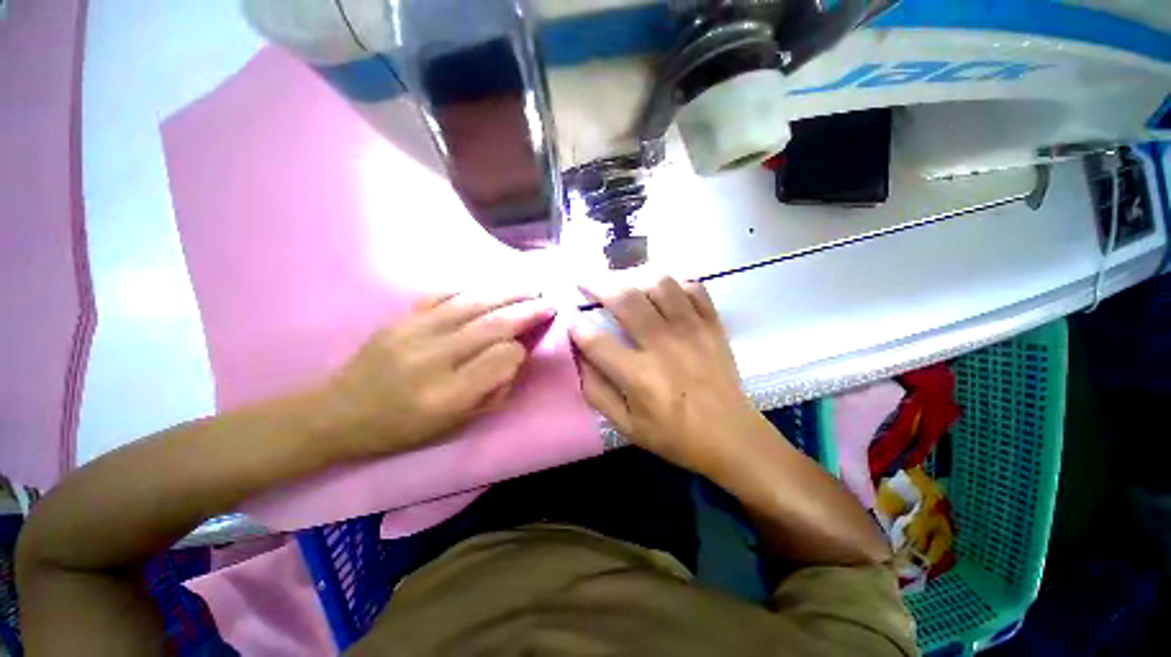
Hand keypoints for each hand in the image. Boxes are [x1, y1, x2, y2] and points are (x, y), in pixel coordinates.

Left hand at [323, 290, 554, 457]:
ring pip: (471, 304)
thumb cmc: (403, 428)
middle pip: (491, 325)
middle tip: (548, 302)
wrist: (339, 413)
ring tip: (529, 289)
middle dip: (525, 311)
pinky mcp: (401, 318)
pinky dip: (472, 289)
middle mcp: (433, 358)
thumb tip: (515, 356)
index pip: (501, 359)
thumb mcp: (455, 425)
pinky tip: (490, 288)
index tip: (526, 348)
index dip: (520, 351)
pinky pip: (443, 295)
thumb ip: (493, 391)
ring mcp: (413, 332)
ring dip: (506, 293)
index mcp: (448, 394)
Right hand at [570, 277, 765, 475]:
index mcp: (639, 376)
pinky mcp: (712, 325)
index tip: (570, 319)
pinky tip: (662, 291)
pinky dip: (674, 283)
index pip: (596, 341)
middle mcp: (664, 345)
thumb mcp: (625, 425)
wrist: (731, 436)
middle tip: (585, 281)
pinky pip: (693, 287)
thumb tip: (577, 357)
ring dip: (635, 277)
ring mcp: (692, 330)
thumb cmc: (674, 435)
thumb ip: (596, 391)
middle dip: (597, 285)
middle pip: (625, 299)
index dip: (576, 327)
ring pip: (659, 284)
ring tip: (623, 283)